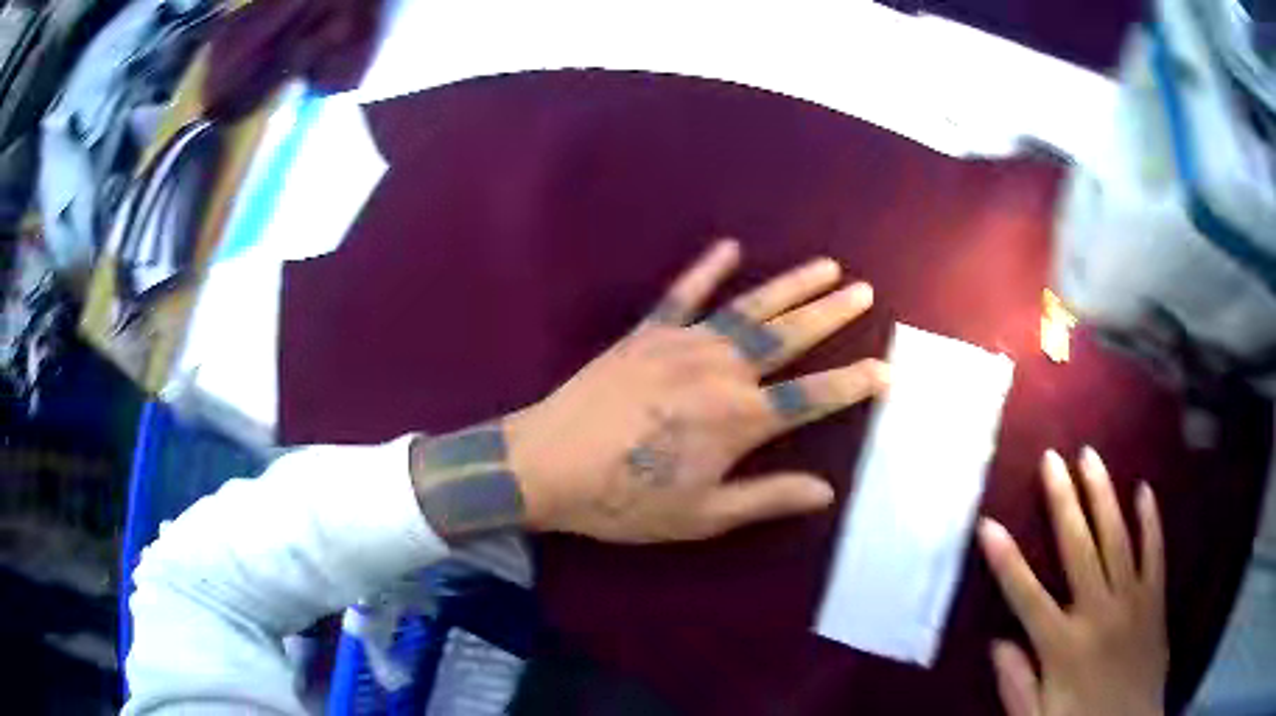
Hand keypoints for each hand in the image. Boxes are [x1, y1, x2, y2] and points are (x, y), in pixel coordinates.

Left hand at [503, 238, 887, 542]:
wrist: (546, 466)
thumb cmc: (624, 500)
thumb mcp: (701, 515)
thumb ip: (766, 498)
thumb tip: (826, 491)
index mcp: (738, 419)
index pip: (812, 398)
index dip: (853, 384)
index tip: (887, 370)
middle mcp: (720, 371)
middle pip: (789, 338)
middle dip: (831, 314)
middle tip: (863, 291)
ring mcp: (682, 344)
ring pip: (749, 308)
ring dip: (791, 285)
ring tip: (825, 265)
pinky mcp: (646, 334)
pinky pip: (682, 293)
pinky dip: (707, 269)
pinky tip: (730, 246)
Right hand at [979, 449, 1166, 715]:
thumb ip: (1017, 686)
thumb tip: (997, 644)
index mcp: (1063, 647)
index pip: (1027, 596)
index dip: (1006, 560)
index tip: (988, 524)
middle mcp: (1099, 613)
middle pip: (1078, 549)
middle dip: (1063, 502)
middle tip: (1052, 459)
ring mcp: (1132, 601)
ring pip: (1117, 539)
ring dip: (1103, 496)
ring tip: (1090, 457)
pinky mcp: (1155, 599)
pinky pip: (1155, 553)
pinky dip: (1150, 521)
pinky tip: (1144, 490)